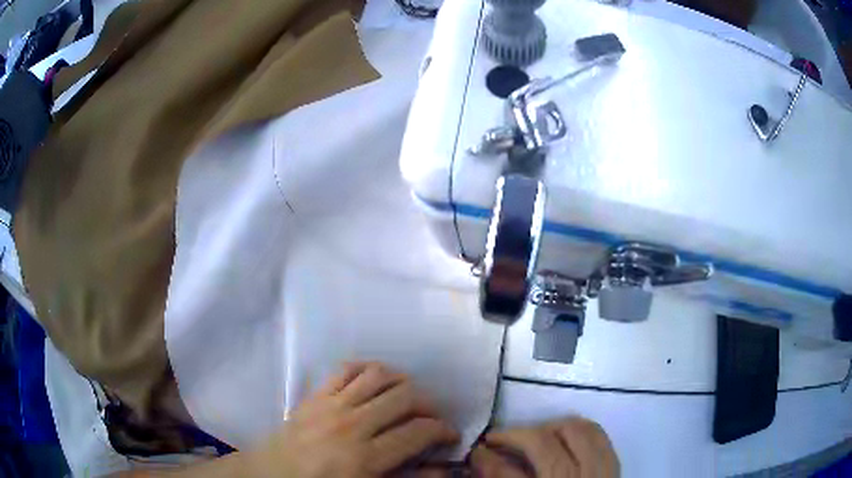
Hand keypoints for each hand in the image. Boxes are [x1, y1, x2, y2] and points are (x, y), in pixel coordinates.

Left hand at [245, 362, 458, 477]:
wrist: (273, 474)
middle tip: (433, 416)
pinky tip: (376, 381)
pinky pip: (346, 369)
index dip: (443, 430)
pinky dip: (368, 368)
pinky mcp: (316, 394)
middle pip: (404, 397)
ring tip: (409, 396)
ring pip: (378, 376)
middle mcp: (351, 425)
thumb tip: (442, 469)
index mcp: (365, 457)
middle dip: (429, 403)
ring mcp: (331, 405)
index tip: (449, 435)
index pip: (418, 432)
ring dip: (403, 381)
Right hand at [470, 417, 618, 477]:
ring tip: (531, 437)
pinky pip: (597, 435)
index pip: (507, 473)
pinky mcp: (613, 466)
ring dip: (549, 428)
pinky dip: (578, 429)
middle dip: (516, 435)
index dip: (487, 458)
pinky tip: (563, 438)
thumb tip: (481, 459)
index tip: (476, 451)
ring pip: (575, 429)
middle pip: (543, 441)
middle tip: (499, 441)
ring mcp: (599, 471)